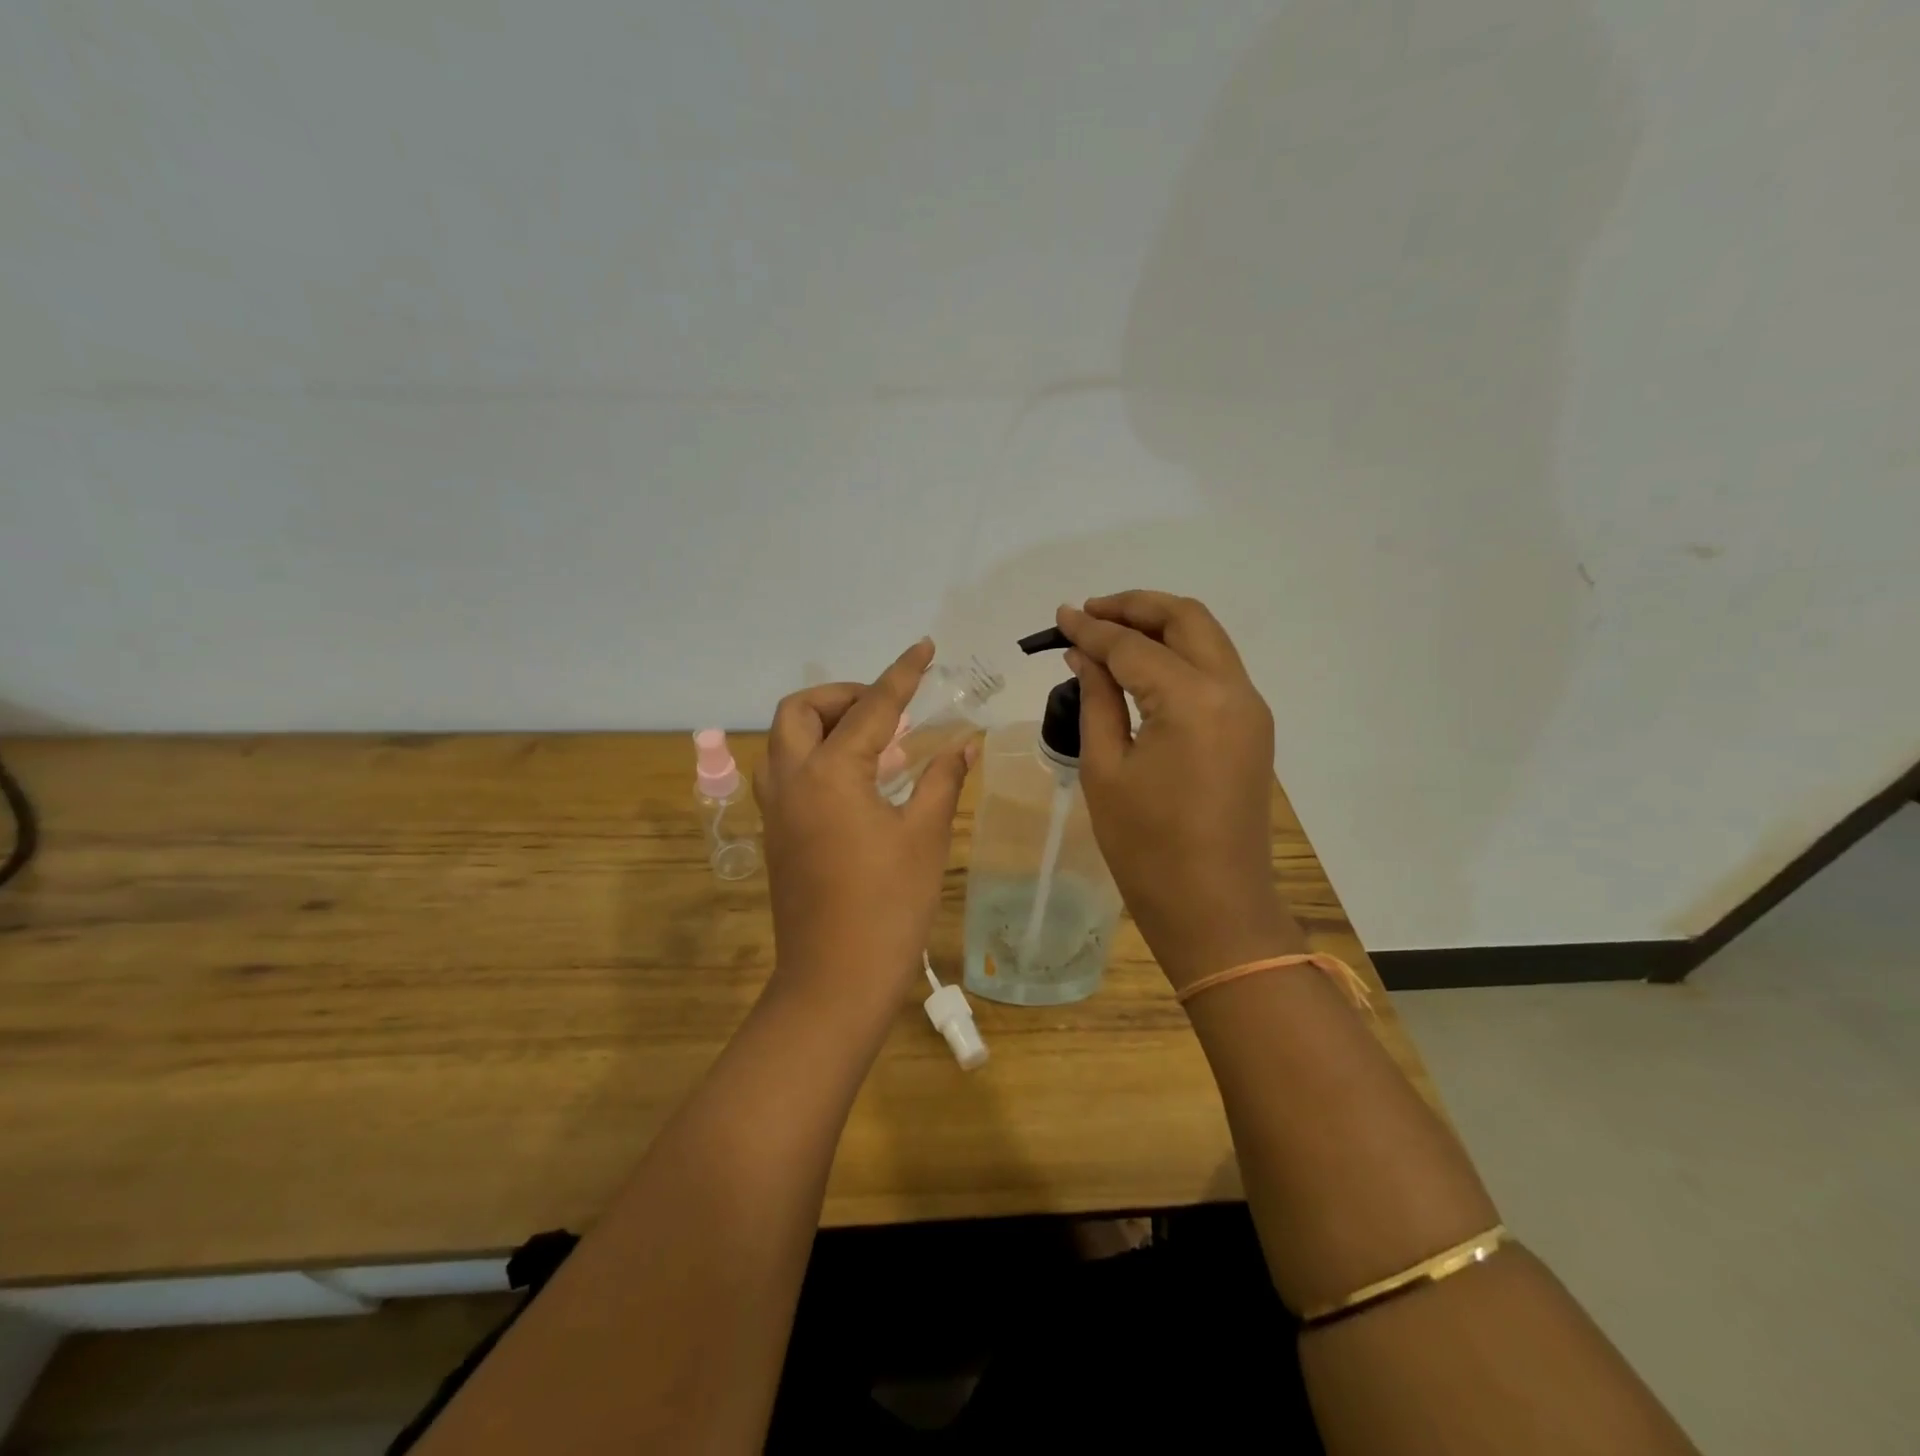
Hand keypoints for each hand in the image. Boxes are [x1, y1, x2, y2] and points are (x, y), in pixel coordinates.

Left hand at [755, 640, 975, 1024]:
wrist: (834, 981)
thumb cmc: (888, 907)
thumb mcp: (924, 837)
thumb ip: (940, 781)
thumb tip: (963, 745)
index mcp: (830, 773)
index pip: (871, 707)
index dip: (901, 673)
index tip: (923, 647)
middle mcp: (792, 780)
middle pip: (800, 711)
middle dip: (842, 696)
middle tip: (885, 710)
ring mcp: (777, 809)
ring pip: (786, 741)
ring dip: (824, 726)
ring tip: (877, 743)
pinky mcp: (777, 834)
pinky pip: (787, 773)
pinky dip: (817, 758)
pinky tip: (860, 782)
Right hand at [1057, 592, 1302, 990]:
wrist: (1214, 907)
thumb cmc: (1147, 847)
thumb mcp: (1106, 769)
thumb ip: (1098, 700)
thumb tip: (1084, 655)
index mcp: (1193, 700)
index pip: (1134, 646)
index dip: (1093, 628)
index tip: (1060, 616)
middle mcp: (1233, 690)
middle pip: (1186, 619)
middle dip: (1136, 606)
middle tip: (1090, 612)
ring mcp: (1250, 708)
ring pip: (1207, 639)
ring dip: (1161, 626)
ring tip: (1111, 632)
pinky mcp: (1252, 728)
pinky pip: (1216, 669)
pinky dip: (1179, 654)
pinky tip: (1143, 667)